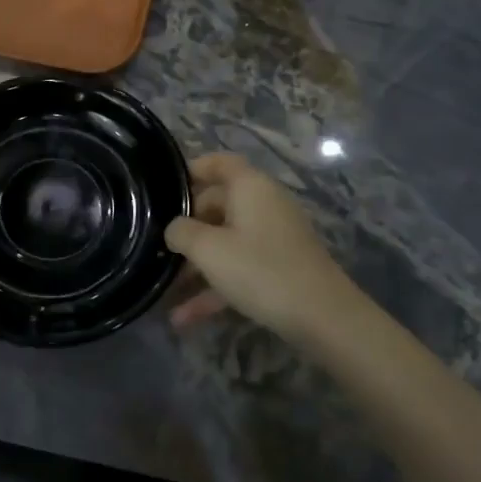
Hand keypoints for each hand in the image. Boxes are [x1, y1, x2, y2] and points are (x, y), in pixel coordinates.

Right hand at [165, 153, 362, 345]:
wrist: (322, 316)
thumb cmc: (259, 269)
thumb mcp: (208, 249)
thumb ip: (181, 232)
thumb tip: (174, 228)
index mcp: (250, 187)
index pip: (219, 163)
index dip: (192, 170)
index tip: (164, 189)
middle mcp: (264, 205)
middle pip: (217, 206)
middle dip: (186, 229)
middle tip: (158, 248)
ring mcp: (274, 237)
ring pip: (225, 243)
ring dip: (195, 267)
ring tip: (165, 290)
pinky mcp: (279, 267)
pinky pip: (238, 268)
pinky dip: (214, 287)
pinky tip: (185, 317)